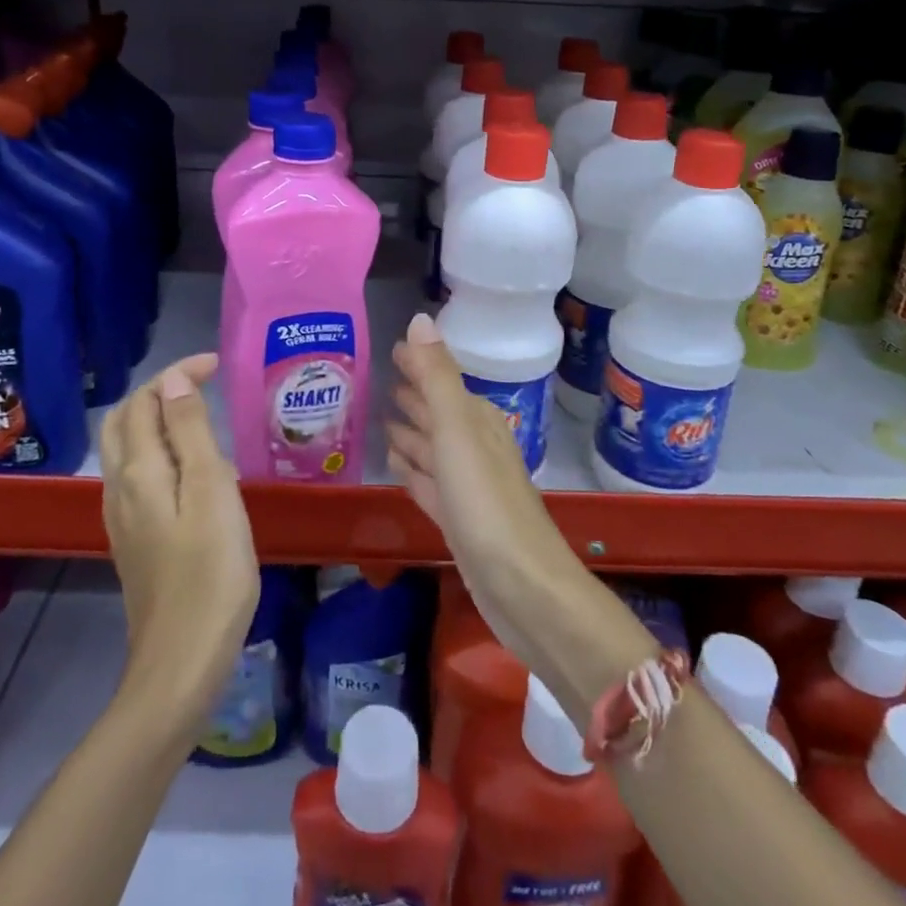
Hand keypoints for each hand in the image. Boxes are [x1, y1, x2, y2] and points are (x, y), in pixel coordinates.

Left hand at [100, 354, 258, 739]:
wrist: (182, 661)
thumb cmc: (209, 571)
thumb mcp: (211, 491)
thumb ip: (189, 432)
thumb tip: (172, 380)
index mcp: (139, 470)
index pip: (146, 400)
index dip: (177, 373)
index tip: (216, 364)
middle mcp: (120, 487)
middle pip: (126, 421)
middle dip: (159, 391)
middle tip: (204, 384)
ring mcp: (123, 517)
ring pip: (127, 449)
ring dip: (157, 420)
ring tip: (202, 420)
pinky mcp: (134, 540)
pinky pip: (138, 476)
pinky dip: (159, 452)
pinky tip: (192, 472)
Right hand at [387, 315, 580, 644]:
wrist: (523, 587)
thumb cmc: (486, 501)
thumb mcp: (457, 429)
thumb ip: (437, 375)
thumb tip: (420, 318)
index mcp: (476, 422)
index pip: (442, 381)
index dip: (420, 364)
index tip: (393, 348)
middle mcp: (474, 448)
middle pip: (438, 413)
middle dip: (414, 396)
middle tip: (382, 380)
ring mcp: (467, 487)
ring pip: (433, 449)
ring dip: (411, 434)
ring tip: (383, 421)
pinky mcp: (459, 521)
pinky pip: (430, 484)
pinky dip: (414, 472)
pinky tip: (398, 468)